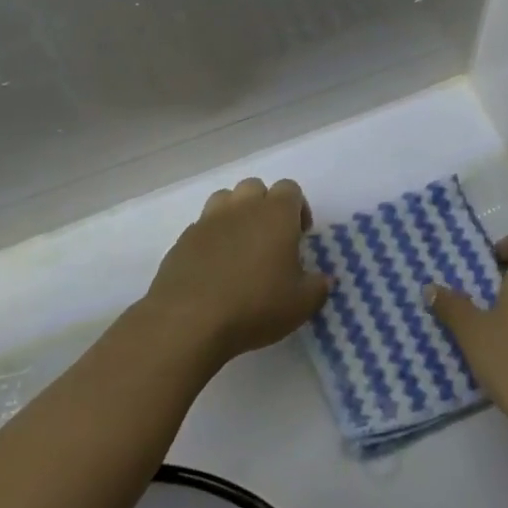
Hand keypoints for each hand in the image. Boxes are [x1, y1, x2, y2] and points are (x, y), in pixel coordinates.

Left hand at [141, 178, 328, 369]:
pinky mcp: (183, 240)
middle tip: (270, 240)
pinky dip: (211, 239)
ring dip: (236, 215)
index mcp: (276, 213)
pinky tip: (214, 268)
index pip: (290, 188)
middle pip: (255, 187)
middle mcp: (242, 207)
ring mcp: (208, 220)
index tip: (300, 236)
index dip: (298, 208)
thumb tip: (325, 280)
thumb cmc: (255, 305)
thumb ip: (319, 287)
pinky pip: (202, 227)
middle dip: (265, 206)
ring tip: (240, 248)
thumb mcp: (301, 304)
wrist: (188, 321)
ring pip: (225, 200)